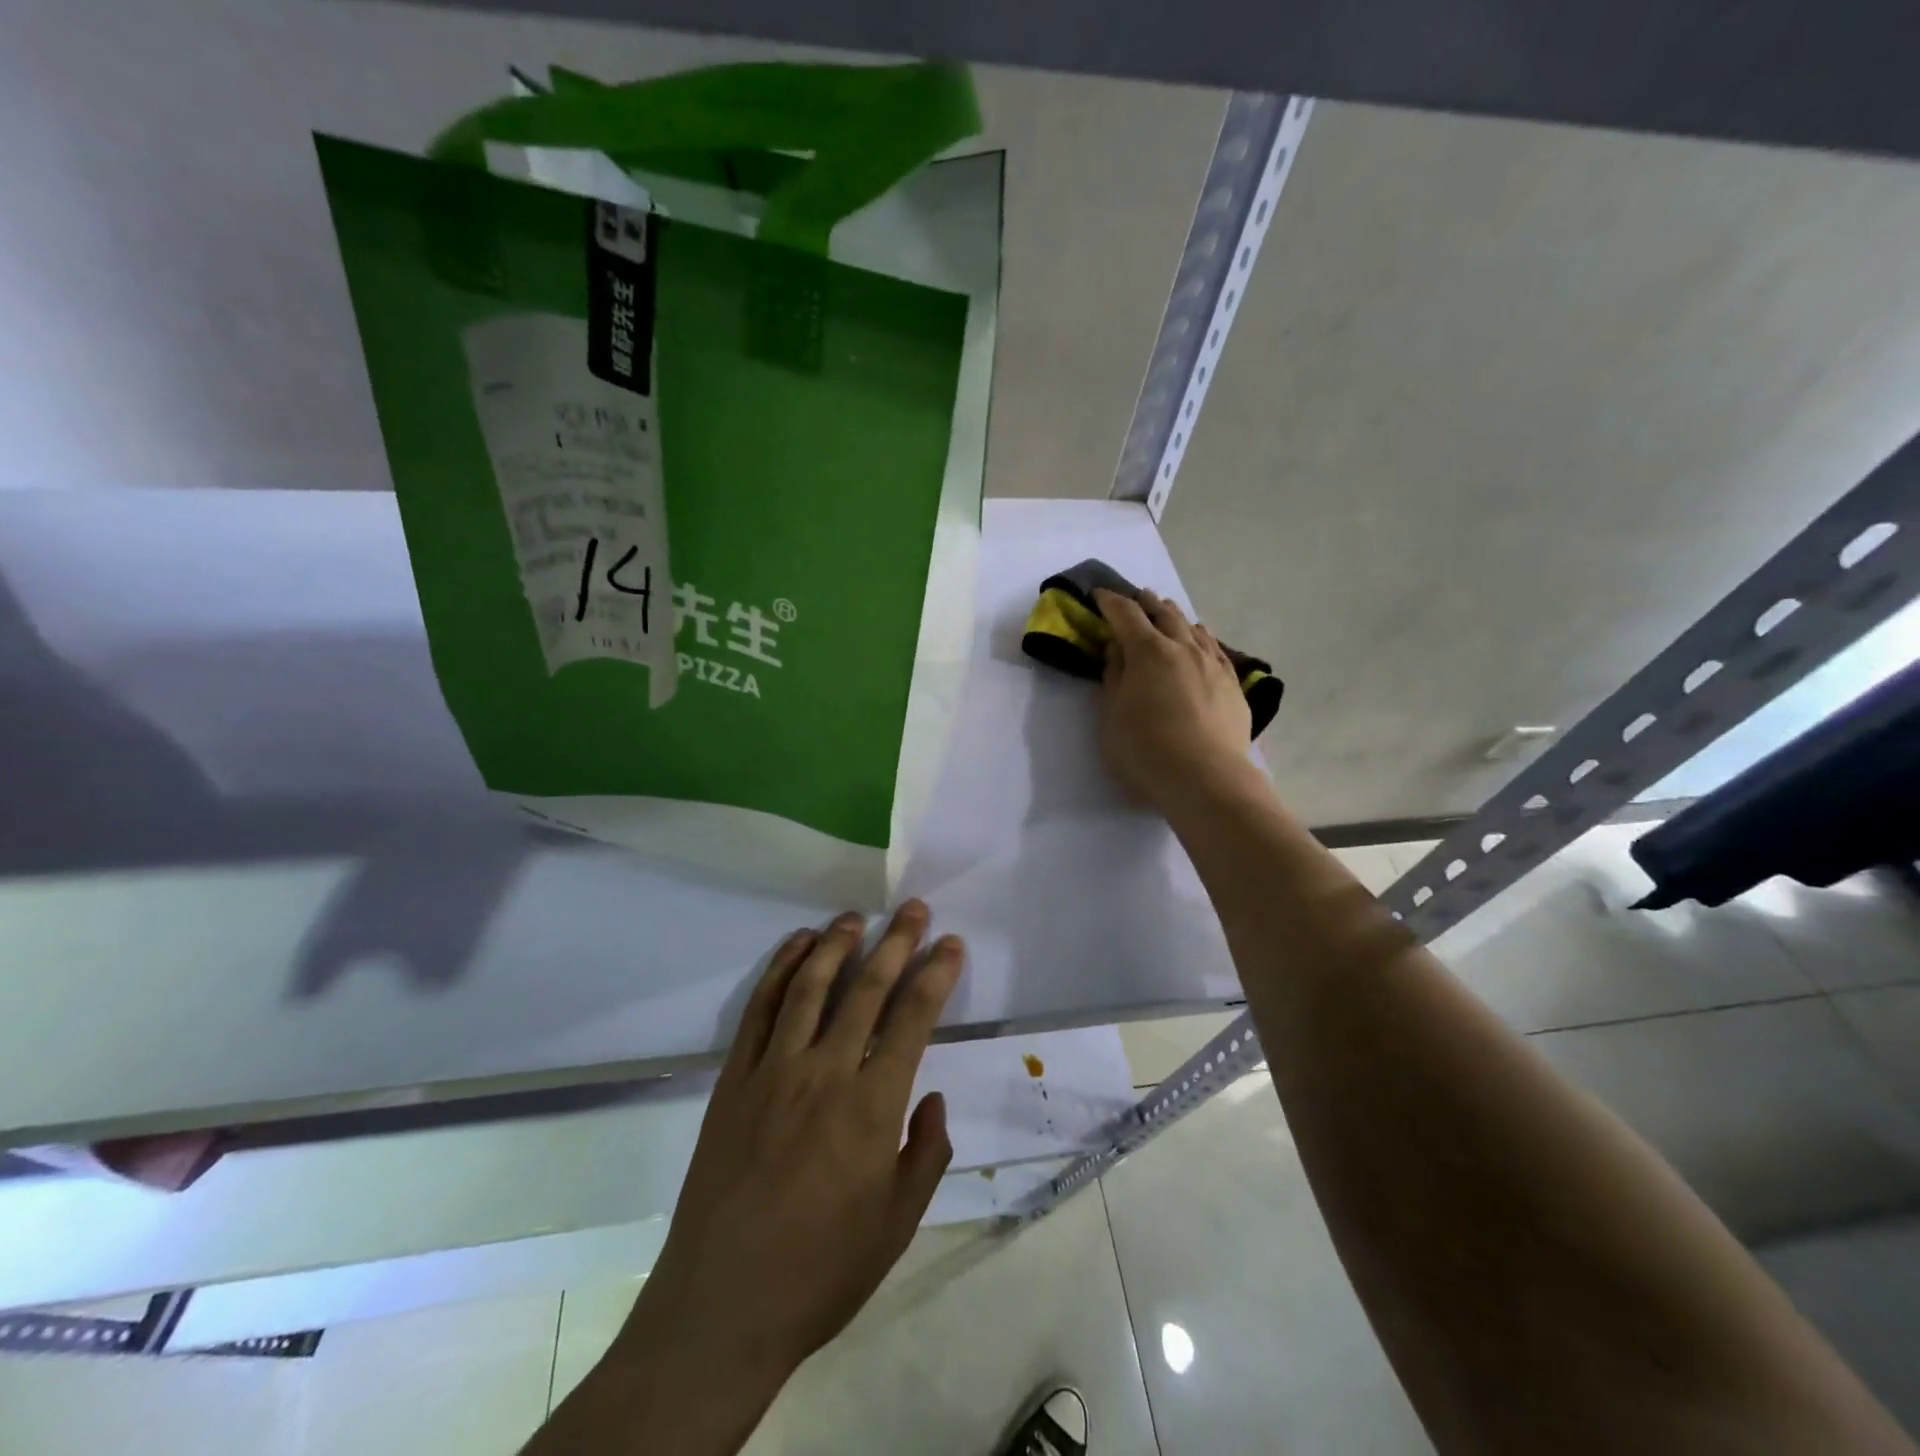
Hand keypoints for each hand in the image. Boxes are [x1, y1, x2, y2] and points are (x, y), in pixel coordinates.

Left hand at [578, 903, 962, 1453]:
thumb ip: (926, 1153)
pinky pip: (760, 1009)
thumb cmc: (821, 1271)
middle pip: (866, 988)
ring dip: (836, 944)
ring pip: (810, 987)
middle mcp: (824, 1072)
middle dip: (896, 942)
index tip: (950, 944)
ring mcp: (773, 1071)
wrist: (720, 1307)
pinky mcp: (733, 1079)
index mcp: (871, 1106)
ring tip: (855, 917)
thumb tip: (932, 1097)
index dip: (935, 974)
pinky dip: (780, 970)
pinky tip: (797, 947)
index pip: (912, 1018)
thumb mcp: (898, 1224)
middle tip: (913, 909)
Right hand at [1094, 587, 1253, 814]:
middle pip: (1164, 614)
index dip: (1110, 602)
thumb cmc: (1146, 749)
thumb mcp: (1113, 715)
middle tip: (1136, 598)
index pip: (1126, 614)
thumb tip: (1116, 648)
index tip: (1098, 595)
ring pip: (1194, 628)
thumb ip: (1114, 677)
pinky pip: (1216, 649)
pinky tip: (1201, 639)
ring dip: (1176, 616)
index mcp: (1148, 652)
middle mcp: (1183, 648)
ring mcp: (1213, 664)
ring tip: (1167, 612)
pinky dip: (1202, 637)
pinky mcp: (1233, 684)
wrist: (1206, 778)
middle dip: (1146, 603)